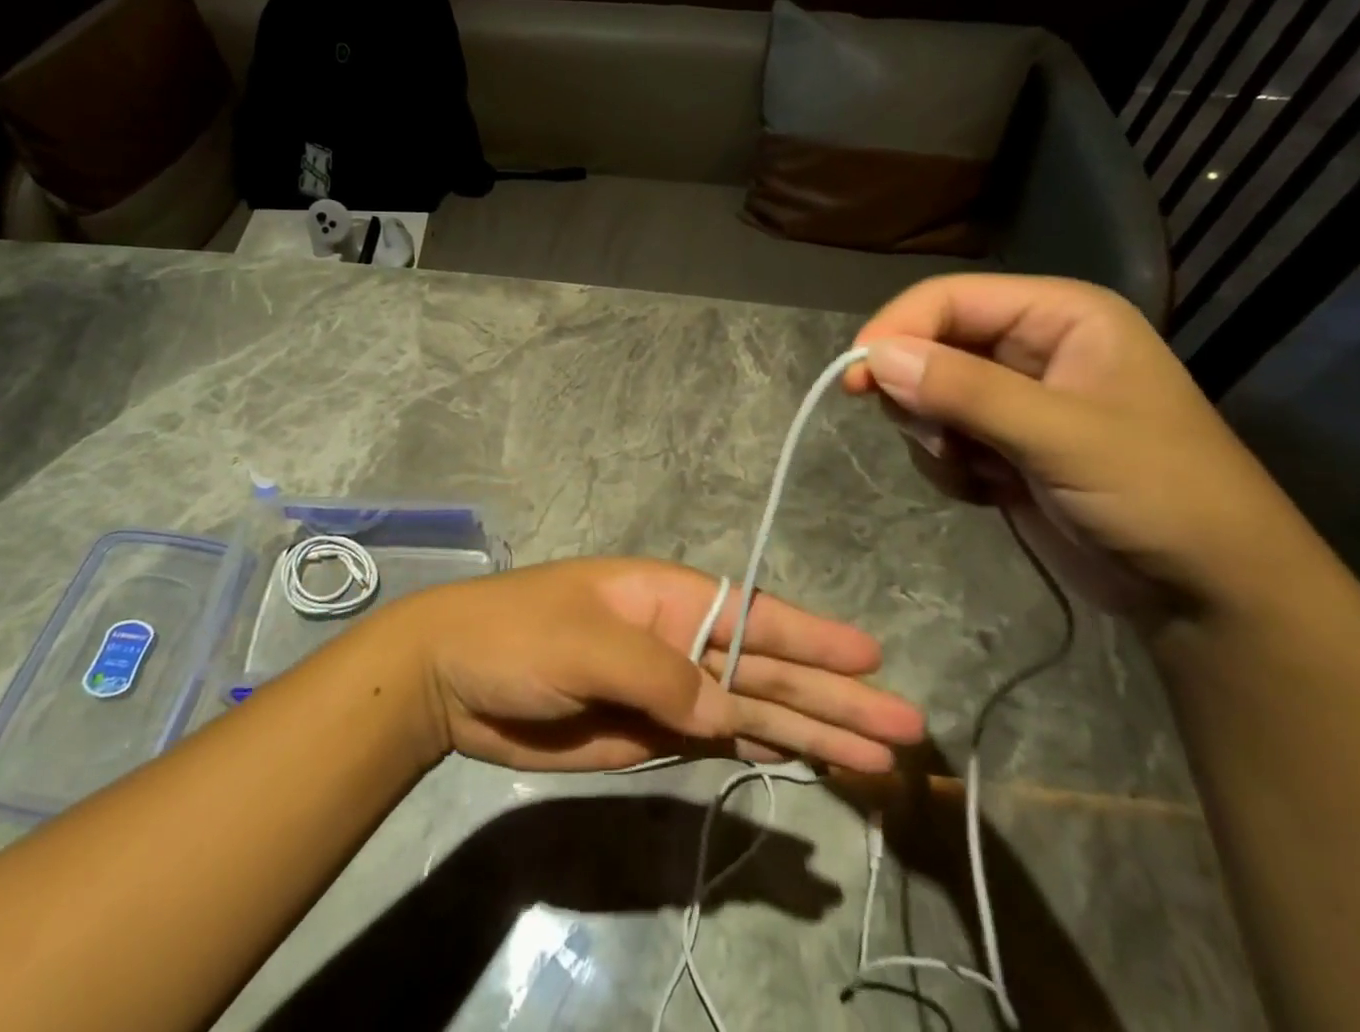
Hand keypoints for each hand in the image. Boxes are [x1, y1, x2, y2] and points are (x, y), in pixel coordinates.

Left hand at [388, 557, 925, 773]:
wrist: (453, 680)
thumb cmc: (517, 635)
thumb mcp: (587, 644)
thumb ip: (662, 675)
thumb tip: (727, 709)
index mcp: (667, 597)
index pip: (755, 615)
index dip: (813, 638)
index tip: (872, 658)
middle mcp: (679, 638)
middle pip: (768, 670)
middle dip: (833, 697)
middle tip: (906, 727)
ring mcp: (669, 688)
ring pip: (754, 709)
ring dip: (811, 731)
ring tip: (876, 757)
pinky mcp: (651, 732)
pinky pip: (720, 738)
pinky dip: (762, 749)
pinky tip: (803, 761)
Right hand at [847, 274, 1326, 626]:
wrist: (1211, 596)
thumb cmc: (1161, 495)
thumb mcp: (1064, 437)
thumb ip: (967, 391)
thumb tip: (872, 357)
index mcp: (1059, 316)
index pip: (949, 299)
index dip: (897, 329)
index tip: (855, 377)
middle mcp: (1031, 346)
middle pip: (929, 344)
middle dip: (918, 393)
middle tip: (934, 437)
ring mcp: (1013, 397)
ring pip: (924, 394)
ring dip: (934, 436)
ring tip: (979, 472)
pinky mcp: (1001, 443)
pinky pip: (937, 436)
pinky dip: (948, 466)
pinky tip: (990, 491)